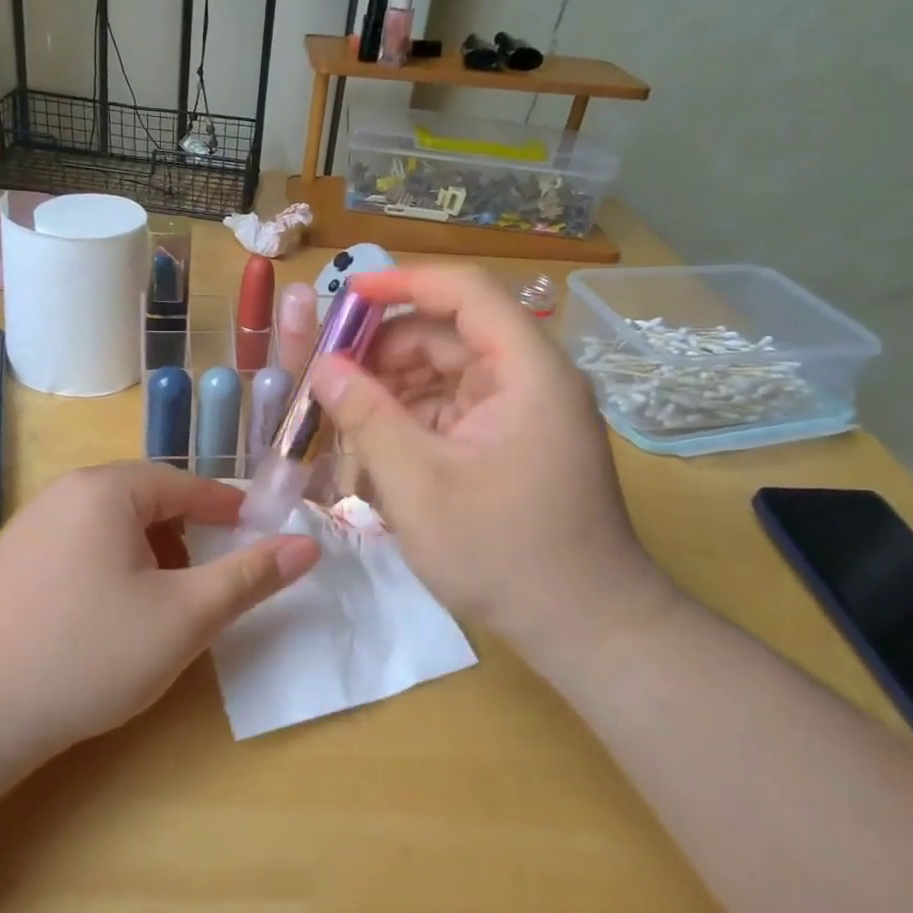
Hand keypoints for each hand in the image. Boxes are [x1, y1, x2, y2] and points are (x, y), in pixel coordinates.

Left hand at [0, 463, 319, 767]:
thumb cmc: (87, 655)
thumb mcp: (184, 617)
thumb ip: (249, 576)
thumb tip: (307, 545)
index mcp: (106, 489)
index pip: (185, 483)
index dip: (227, 508)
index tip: (257, 532)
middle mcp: (65, 493)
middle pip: (148, 501)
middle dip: (188, 535)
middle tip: (211, 579)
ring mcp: (31, 526)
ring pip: (114, 526)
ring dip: (152, 554)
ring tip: (166, 603)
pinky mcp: (12, 562)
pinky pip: (82, 546)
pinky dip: (115, 567)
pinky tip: (113, 616)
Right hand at [310, 268, 672, 653]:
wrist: (588, 629)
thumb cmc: (504, 552)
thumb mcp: (419, 483)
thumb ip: (367, 416)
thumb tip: (324, 365)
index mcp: (527, 370)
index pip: (466, 292)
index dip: (403, 284)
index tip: (347, 296)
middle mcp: (532, 379)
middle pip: (451, 336)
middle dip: (387, 352)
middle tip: (330, 378)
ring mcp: (526, 413)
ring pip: (448, 376)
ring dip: (395, 392)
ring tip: (346, 423)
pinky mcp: (515, 443)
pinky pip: (456, 411)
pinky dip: (415, 423)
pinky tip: (378, 452)